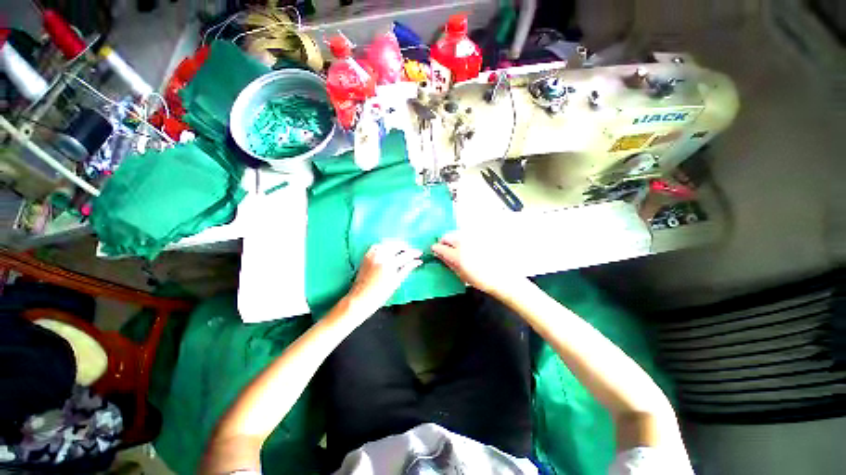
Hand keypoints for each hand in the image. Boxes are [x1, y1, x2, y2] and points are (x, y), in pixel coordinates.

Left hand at [347, 241, 422, 313]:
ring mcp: (372, 255)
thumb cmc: (380, 294)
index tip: (420, 253)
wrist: (360, 299)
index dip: (414, 253)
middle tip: (411, 252)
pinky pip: (377, 245)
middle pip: (396, 245)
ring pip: (387, 243)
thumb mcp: (396, 282)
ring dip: (396, 245)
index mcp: (389, 264)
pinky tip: (388, 250)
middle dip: (405, 247)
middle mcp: (380, 256)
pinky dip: (385, 245)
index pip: (406, 255)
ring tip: (401, 251)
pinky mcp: (366, 256)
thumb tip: (418, 262)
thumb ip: (407, 269)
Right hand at [431, 231, 522, 296]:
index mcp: (456, 255)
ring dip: (453, 239)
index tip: (435, 250)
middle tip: (445, 249)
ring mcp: (472, 238)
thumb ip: (448, 263)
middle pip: (447, 236)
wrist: (502, 277)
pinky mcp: (480, 237)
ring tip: (457, 248)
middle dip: (443, 241)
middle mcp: (463, 243)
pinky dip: (463, 239)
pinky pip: (467, 235)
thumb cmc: (480, 280)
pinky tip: (468, 247)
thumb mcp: (461, 274)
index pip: (440, 247)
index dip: (435, 248)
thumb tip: (440, 255)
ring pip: (457, 234)